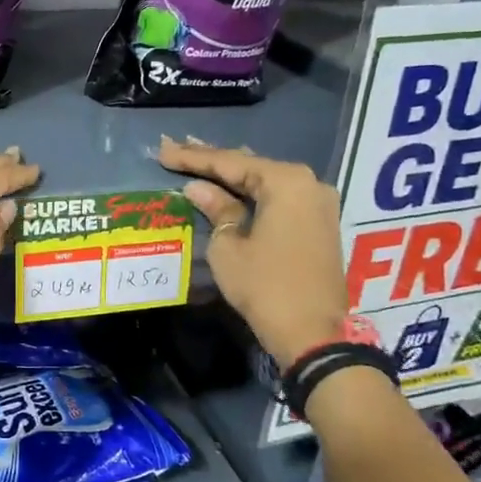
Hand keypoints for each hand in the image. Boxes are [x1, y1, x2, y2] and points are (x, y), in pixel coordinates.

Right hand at [159, 137, 347, 365]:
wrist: (314, 334)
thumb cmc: (266, 287)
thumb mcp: (229, 248)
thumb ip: (216, 210)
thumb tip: (198, 189)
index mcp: (286, 182)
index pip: (230, 162)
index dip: (193, 157)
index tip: (163, 148)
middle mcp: (308, 183)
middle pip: (251, 166)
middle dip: (213, 160)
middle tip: (176, 148)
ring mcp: (317, 204)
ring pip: (265, 182)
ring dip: (232, 176)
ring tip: (197, 160)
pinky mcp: (318, 224)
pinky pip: (277, 198)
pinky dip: (251, 193)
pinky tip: (229, 187)